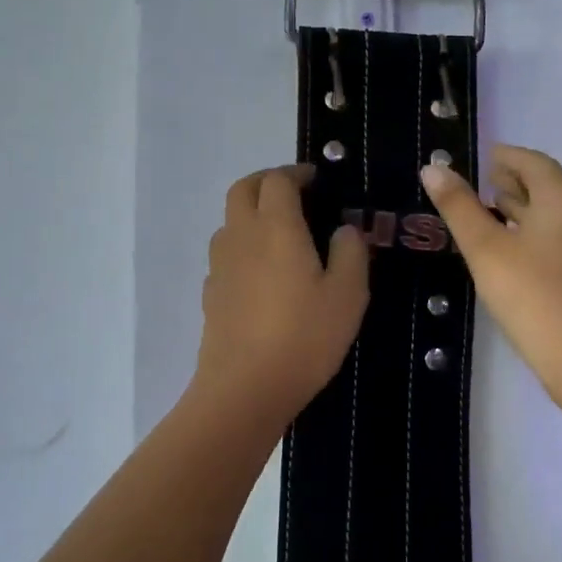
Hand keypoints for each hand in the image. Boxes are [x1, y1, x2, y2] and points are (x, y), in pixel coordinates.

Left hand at [191, 165, 368, 423]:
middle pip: (243, 189)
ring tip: (281, 235)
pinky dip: (244, 249)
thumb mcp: (347, 295)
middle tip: (295, 195)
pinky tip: (263, 276)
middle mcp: (241, 236)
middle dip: (267, 182)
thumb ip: (350, 253)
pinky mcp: (211, 293)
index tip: (316, 180)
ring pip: (230, 221)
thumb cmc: (304, 336)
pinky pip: (226, 255)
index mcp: (276, 226)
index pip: (278, 180)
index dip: (297, 173)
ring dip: (252, 214)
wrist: (245, 388)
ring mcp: (220, 265)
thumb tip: (344, 229)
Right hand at [420, 146, 561, 401]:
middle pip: (545, 185)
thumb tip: (433, 167)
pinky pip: (558, 238)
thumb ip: (458, 207)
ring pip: (552, 214)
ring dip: (521, 208)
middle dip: (512, 181)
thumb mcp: (486, 249)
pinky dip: (532, 233)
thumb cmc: (533, 296)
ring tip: (488, 212)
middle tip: (478, 182)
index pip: (530, 160)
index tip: (478, 157)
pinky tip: (511, 252)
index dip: (503, 156)